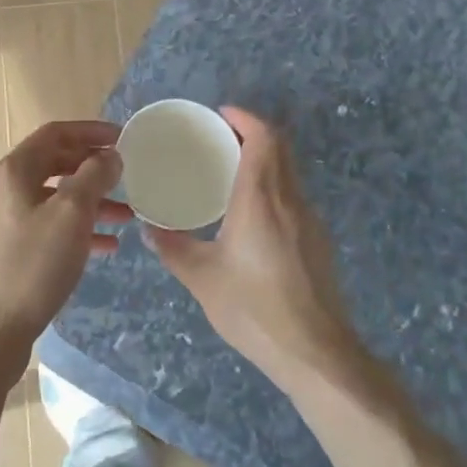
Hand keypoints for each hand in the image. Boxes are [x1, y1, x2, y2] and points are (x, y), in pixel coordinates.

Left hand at [0, 120, 128, 383]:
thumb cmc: (32, 266)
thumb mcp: (71, 215)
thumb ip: (94, 176)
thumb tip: (109, 155)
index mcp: (12, 171)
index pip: (55, 133)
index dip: (91, 131)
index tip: (123, 138)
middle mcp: (1, 188)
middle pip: (53, 163)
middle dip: (93, 168)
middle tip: (126, 175)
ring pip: (52, 197)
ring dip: (89, 201)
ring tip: (126, 215)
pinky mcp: (3, 249)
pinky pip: (45, 225)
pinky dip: (74, 228)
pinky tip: (105, 245)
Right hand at [145, 107, 365, 392]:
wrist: (316, 353)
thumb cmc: (254, 310)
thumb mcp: (203, 278)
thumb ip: (173, 248)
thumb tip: (149, 228)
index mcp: (261, 199)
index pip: (263, 138)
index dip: (245, 118)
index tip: (221, 114)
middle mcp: (290, 200)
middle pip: (280, 148)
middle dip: (253, 132)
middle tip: (220, 137)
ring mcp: (310, 220)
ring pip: (289, 171)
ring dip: (265, 158)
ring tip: (231, 168)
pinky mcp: (318, 241)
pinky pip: (294, 194)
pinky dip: (273, 183)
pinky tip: (251, 210)